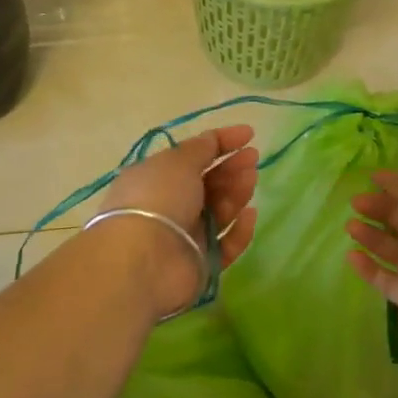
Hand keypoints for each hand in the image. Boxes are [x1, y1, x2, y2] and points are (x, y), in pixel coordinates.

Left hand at [99, 125, 259, 319]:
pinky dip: (239, 230)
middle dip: (231, 168)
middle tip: (253, 159)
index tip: (249, 134)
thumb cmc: (157, 198)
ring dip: (236, 193)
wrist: (144, 260)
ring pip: (218, 212)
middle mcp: (169, 205)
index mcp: (156, 178)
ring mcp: (184, 236)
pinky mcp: (200, 263)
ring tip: (250, 180)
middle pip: (207, 184)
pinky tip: (250, 214)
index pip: (192, 156)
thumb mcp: (177, 162)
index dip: (221, 142)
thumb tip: (212, 139)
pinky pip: (226, 244)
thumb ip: (200, 149)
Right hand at [345, 171, 397, 343]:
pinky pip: (385, 277)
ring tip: (349, 227)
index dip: (394, 185)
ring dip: (370, 235)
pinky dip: (367, 266)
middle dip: (379, 209)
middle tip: (354, 203)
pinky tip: (350, 256)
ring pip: (393, 248)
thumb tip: (383, 177)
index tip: (367, 180)